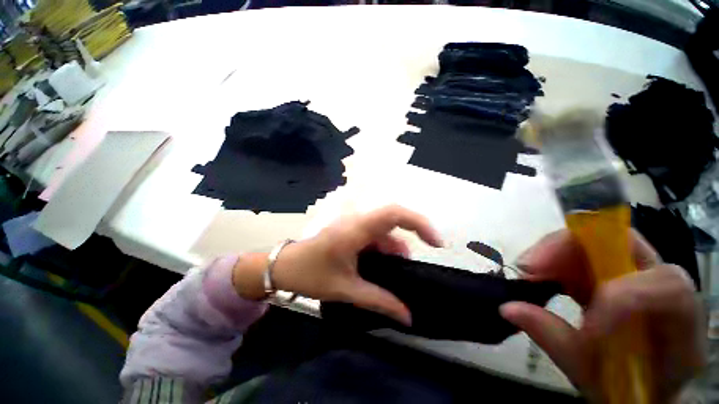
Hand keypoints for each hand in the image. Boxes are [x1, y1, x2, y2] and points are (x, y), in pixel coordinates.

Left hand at [233, 205, 441, 324]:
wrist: (284, 265)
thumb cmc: (310, 274)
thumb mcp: (346, 289)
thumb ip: (379, 301)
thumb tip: (408, 317)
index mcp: (356, 230)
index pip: (393, 213)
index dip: (418, 222)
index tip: (436, 242)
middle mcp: (358, 221)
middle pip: (393, 218)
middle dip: (413, 234)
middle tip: (424, 256)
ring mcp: (354, 224)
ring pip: (385, 230)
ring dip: (396, 248)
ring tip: (399, 271)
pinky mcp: (352, 230)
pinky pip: (376, 235)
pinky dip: (385, 248)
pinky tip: (384, 265)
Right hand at [500, 230, 705, 402]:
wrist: (636, 386)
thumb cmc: (623, 387)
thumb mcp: (590, 373)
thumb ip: (554, 339)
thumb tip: (507, 307)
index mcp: (680, 322)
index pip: (665, 285)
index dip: (622, 296)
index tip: (582, 322)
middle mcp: (662, 285)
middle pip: (625, 244)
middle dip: (571, 249)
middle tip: (528, 267)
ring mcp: (634, 273)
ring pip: (598, 240)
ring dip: (556, 251)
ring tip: (528, 270)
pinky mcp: (608, 271)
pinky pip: (582, 251)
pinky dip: (555, 258)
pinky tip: (538, 273)